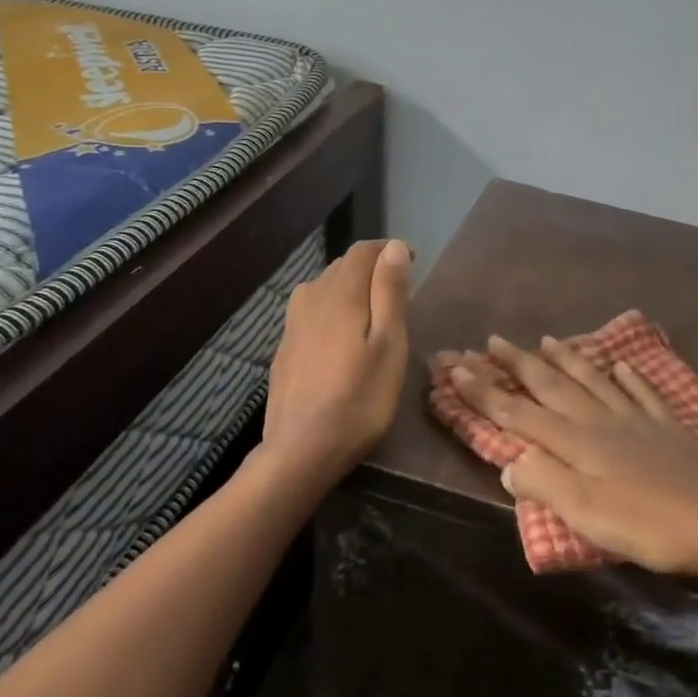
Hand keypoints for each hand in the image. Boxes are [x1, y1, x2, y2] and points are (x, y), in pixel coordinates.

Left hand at [263, 238, 411, 478]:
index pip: (362, 251)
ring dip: (348, 288)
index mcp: (339, 294)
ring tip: (370, 311)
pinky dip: (330, 310)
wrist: (301, 449)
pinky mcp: (284, 348)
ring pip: (322, 288)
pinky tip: (339, 337)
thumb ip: (389, 293)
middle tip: (397, 291)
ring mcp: (292, 324)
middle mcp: (310, 299)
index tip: (412, 262)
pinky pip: (310, 312)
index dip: (387, 250)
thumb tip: (393, 247)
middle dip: (369, 269)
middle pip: (341, 266)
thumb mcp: (389, 345)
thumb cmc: (360, 399)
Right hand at [442, 335, 697, 578]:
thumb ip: (543, 483)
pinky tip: (623, 365)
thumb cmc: (648, 524)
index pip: (518, 412)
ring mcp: (637, 419)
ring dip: (568, 360)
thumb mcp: (585, 513)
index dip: (484, 392)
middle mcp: (601, 420)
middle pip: (553, 386)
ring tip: (549, 340)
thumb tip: (508, 461)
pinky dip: (628, 376)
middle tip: (494, 340)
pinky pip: (642, 392)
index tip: (456, 367)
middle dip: (519, 363)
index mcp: (576, 442)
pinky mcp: (668, 428)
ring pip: (594, 380)